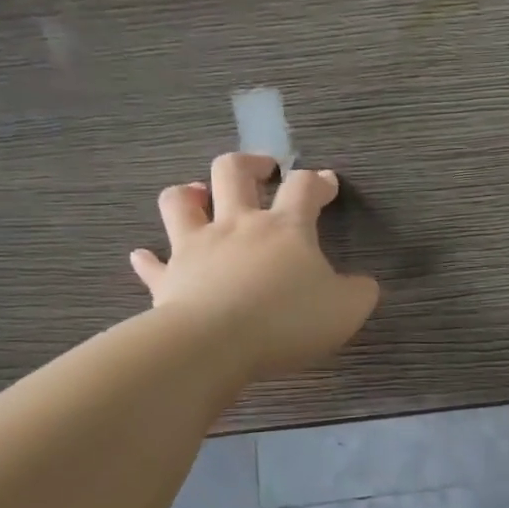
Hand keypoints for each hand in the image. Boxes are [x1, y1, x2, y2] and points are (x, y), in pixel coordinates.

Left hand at [131, 153, 379, 378]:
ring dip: (190, 193)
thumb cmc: (286, 320)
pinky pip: (153, 264)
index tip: (327, 184)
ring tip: (200, 195)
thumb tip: (364, 284)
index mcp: (285, 228)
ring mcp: (196, 248)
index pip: (304, 188)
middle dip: (251, 164)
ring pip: (181, 202)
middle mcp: (237, 225)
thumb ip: (360, 293)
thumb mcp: (345, 310)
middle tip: (263, 170)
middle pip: (234, 172)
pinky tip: (145, 256)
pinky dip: (149, 259)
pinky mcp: (169, 278)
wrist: (215, 343)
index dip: (318, 181)